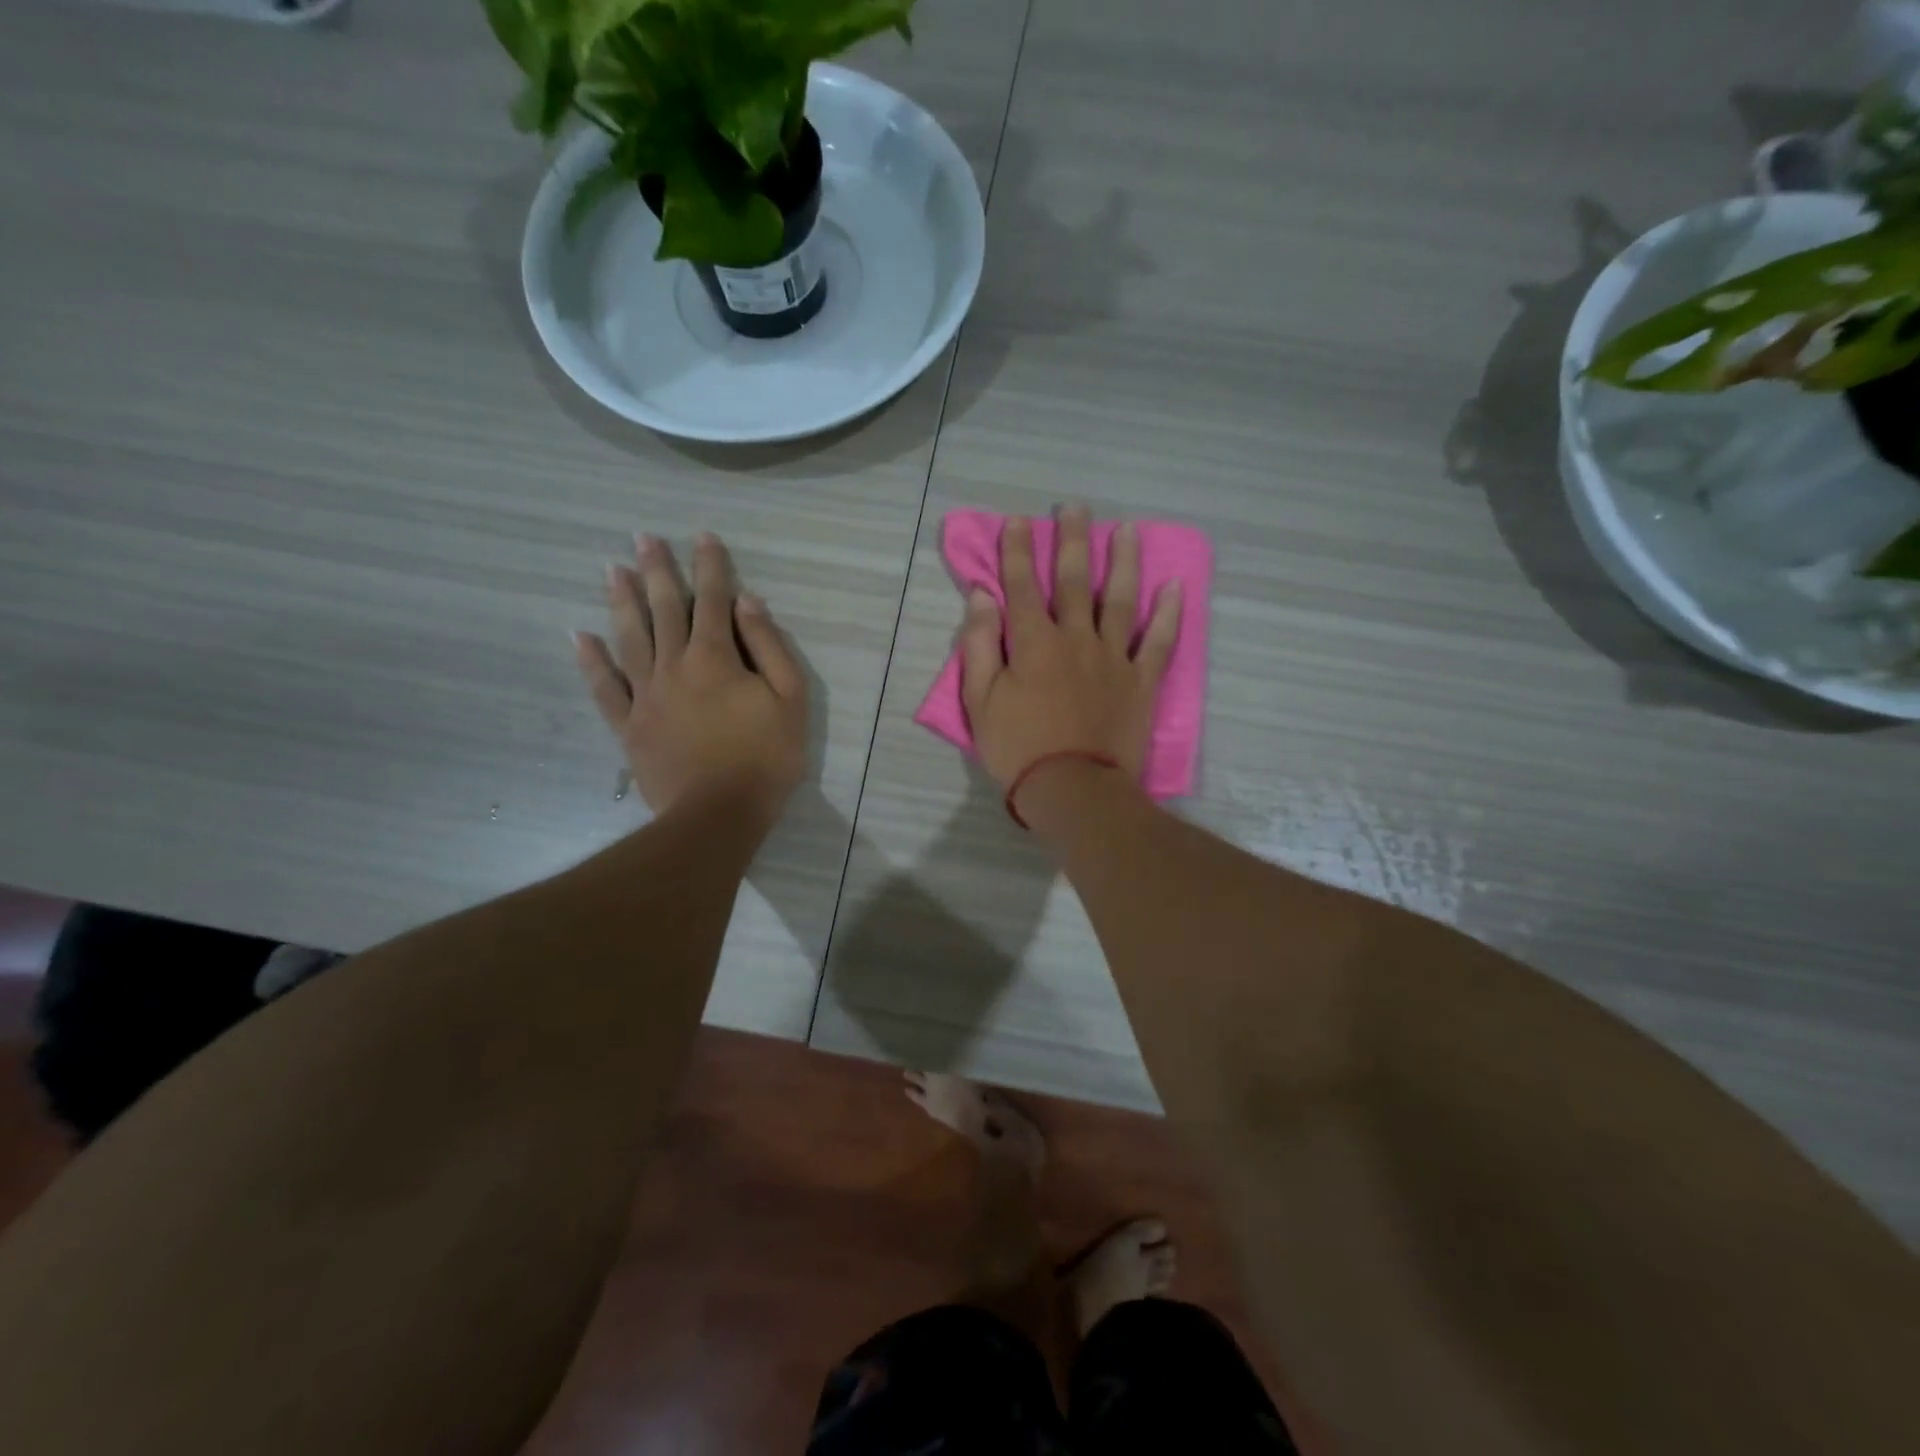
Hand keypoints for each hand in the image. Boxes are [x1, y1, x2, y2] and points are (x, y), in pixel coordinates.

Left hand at [574, 533, 807, 831]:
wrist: (718, 815)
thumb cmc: (765, 758)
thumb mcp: (790, 700)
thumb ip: (770, 647)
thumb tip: (748, 603)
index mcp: (716, 658)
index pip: (713, 600)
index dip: (710, 566)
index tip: (702, 536)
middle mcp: (674, 665)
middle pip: (664, 609)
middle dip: (657, 570)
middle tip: (642, 537)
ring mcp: (646, 695)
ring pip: (630, 637)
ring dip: (621, 601)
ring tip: (612, 570)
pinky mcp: (629, 725)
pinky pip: (604, 687)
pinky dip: (591, 661)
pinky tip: (579, 636)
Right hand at [960, 504, 1180, 809]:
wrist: (1073, 789)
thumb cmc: (1018, 748)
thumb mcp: (980, 701)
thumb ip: (980, 646)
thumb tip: (981, 597)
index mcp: (1033, 644)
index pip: (1021, 586)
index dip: (1016, 552)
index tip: (1017, 520)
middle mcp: (1076, 639)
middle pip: (1072, 581)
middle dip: (1072, 540)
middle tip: (1075, 507)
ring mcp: (1114, 658)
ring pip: (1119, 600)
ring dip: (1123, 561)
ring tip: (1127, 530)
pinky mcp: (1141, 681)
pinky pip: (1160, 642)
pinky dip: (1169, 614)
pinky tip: (1175, 586)